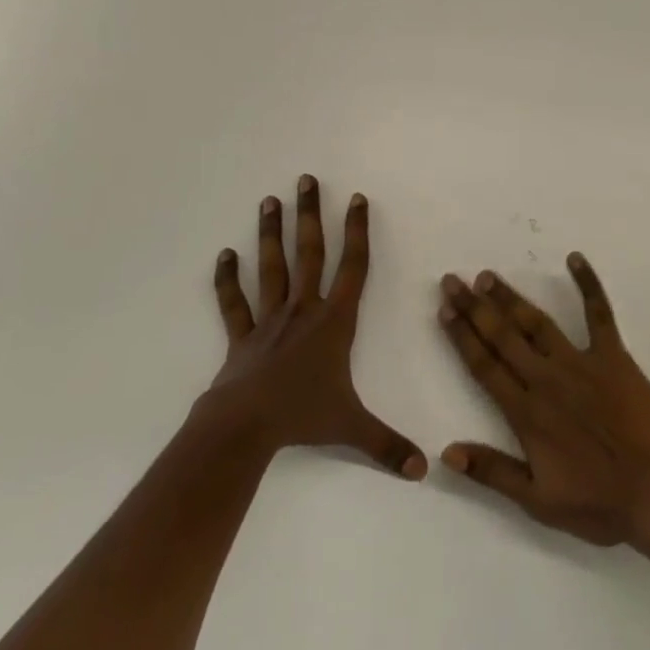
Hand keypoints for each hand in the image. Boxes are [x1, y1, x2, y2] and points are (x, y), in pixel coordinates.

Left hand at [205, 176, 426, 479]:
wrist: (245, 426)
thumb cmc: (303, 416)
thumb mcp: (352, 428)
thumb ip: (388, 445)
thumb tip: (425, 469)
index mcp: (334, 321)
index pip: (354, 267)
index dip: (357, 232)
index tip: (357, 198)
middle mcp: (303, 309)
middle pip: (310, 252)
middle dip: (310, 215)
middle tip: (306, 180)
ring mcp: (270, 319)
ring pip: (272, 267)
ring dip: (271, 233)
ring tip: (269, 200)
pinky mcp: (243, 336)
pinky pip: (234, 302)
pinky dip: (227, 279)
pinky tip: (224, 254)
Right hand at [437, 253, 649, 549]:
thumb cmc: (600, 504)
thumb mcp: (539, 502)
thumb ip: (492, 472)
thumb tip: (446, 451)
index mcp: (527, 413)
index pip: (484, 365)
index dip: (461, 336)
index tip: (444, 309)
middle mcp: (547, 379)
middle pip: (502, 336)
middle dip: (474, 307)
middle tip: (452, 280)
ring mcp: (581, 363)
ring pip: (537, 322)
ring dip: (510, 297)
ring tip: (488, 276)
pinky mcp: (614, 357)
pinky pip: (599, 314)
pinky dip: (588, 284)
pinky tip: (575, 258)